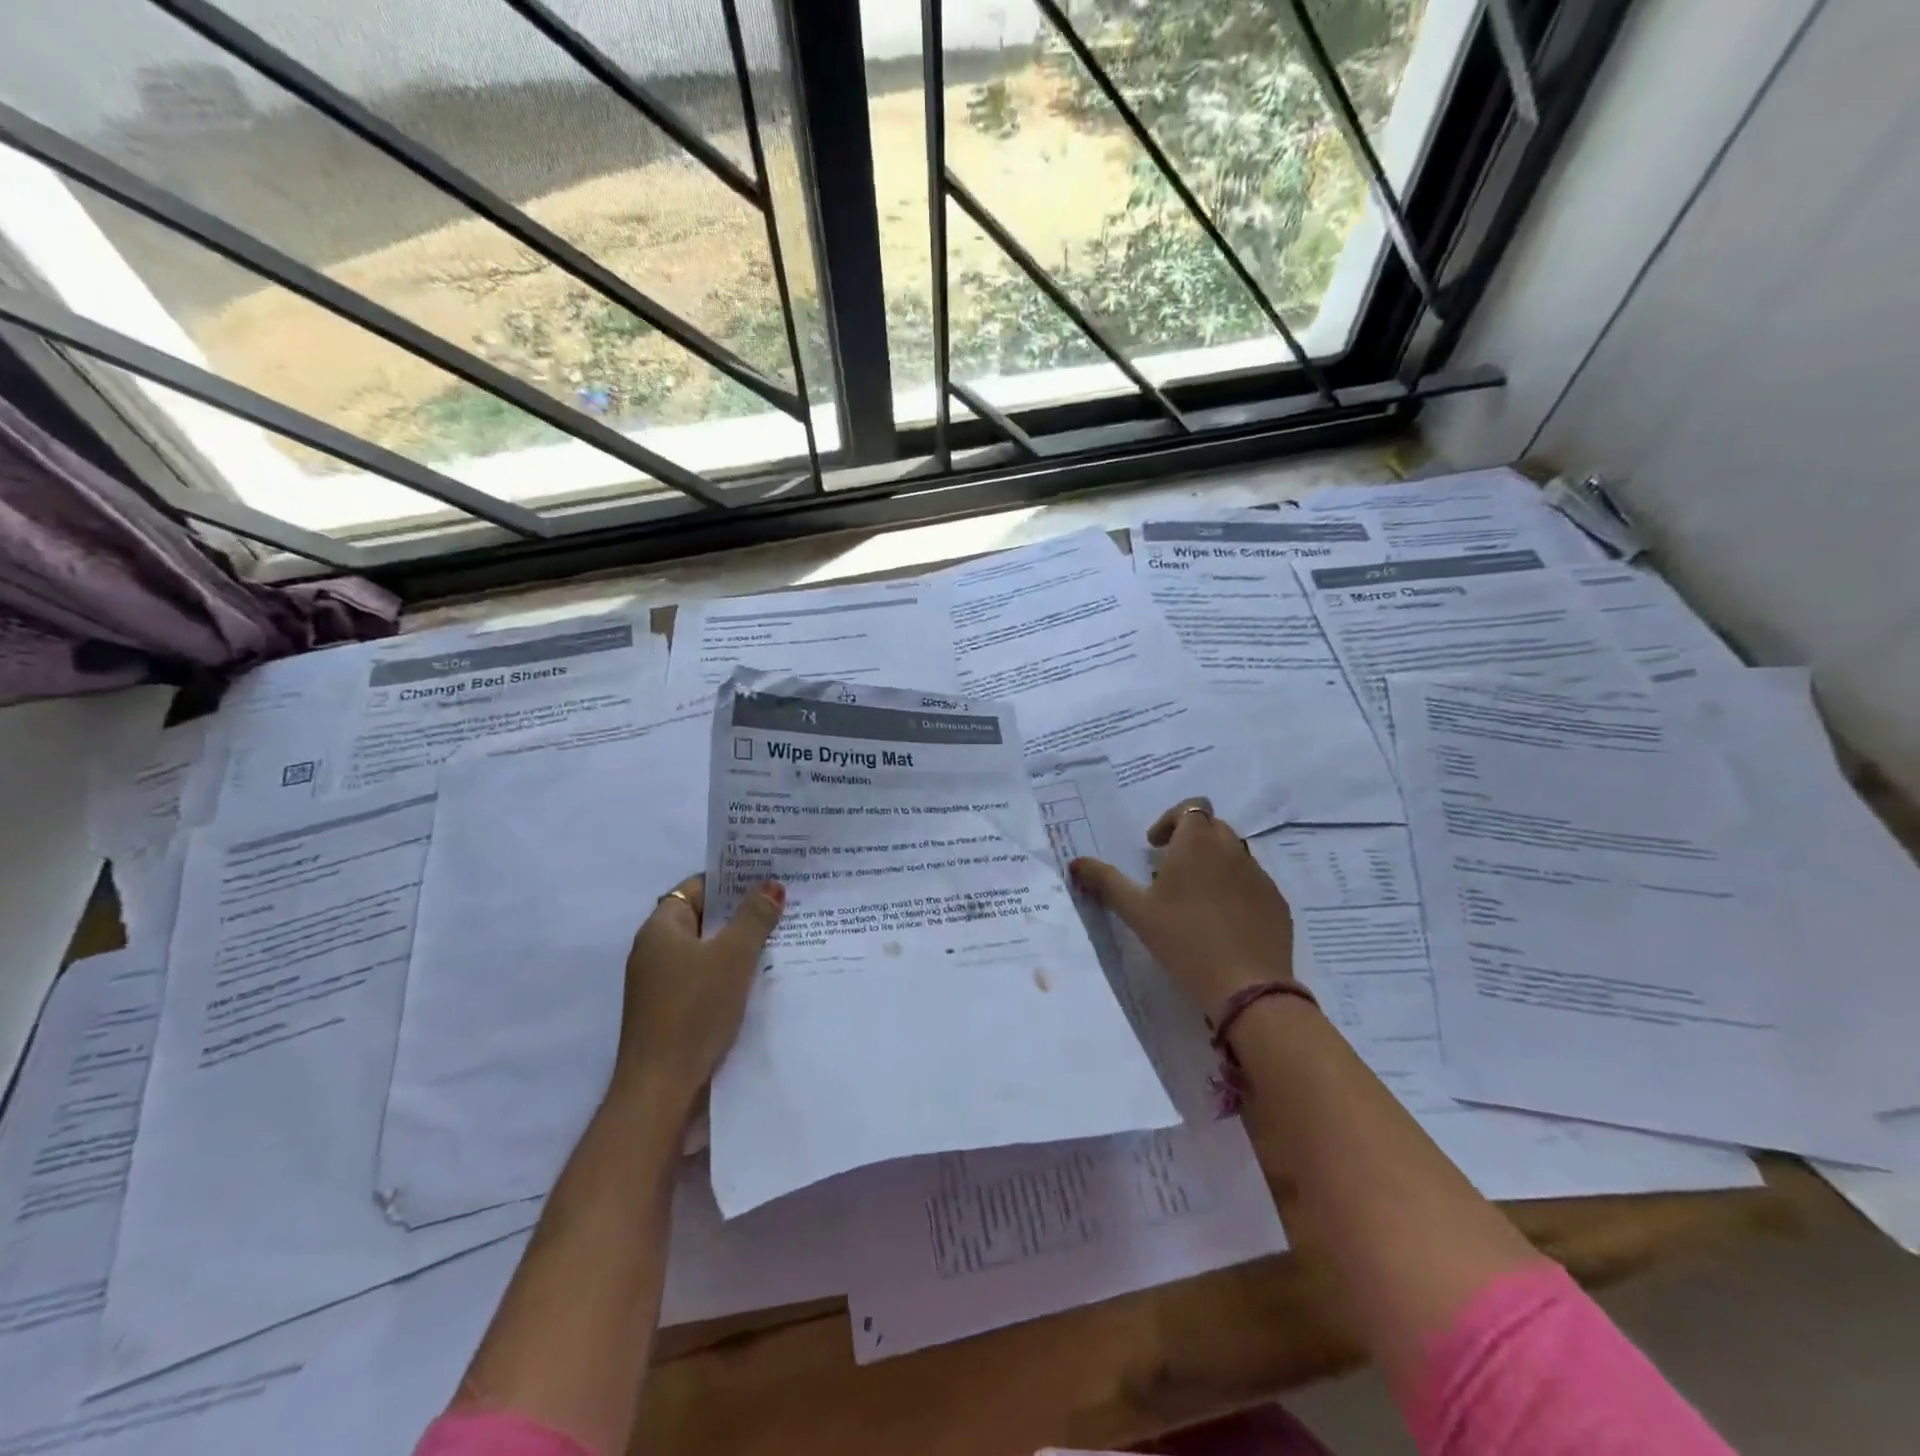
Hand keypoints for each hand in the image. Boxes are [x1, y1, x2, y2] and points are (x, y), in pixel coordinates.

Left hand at [614, 874, 784, 1113]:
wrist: (660, 1088)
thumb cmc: (694, 1010)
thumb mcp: (732, 957)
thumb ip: (754, 918)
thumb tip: (771, 885)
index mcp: (660, 929)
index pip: (695, 887)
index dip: (729, 880)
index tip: (766, 876)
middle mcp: (654, 951)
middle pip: (702, 918)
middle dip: (740, 912)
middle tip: (782, 904)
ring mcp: (660, 983)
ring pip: (705, 950)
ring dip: (737, 944)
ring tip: (780, 937)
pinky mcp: (670, 1011)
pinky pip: (704, 977)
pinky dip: (728, 972)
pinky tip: (758, 978)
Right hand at [1070, 797, 1294, 1017]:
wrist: (1247, 985)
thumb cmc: (1184, 939)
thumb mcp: (1136, 911)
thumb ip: (1105, 881)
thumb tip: (1075, 863)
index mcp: (1197, 843)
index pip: (1191, 808)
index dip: (1171, 820)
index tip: (1154, 846)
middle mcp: (1232, 849)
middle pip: (1212, 827)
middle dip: (1190, 840)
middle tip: (1169, 871)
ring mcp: (1259, 876)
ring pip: (1234, 854)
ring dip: (1213, 863)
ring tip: (1194, 898)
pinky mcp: (1277, 902)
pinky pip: (1252, 882)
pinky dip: (1234, 889)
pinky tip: (1222, 922)